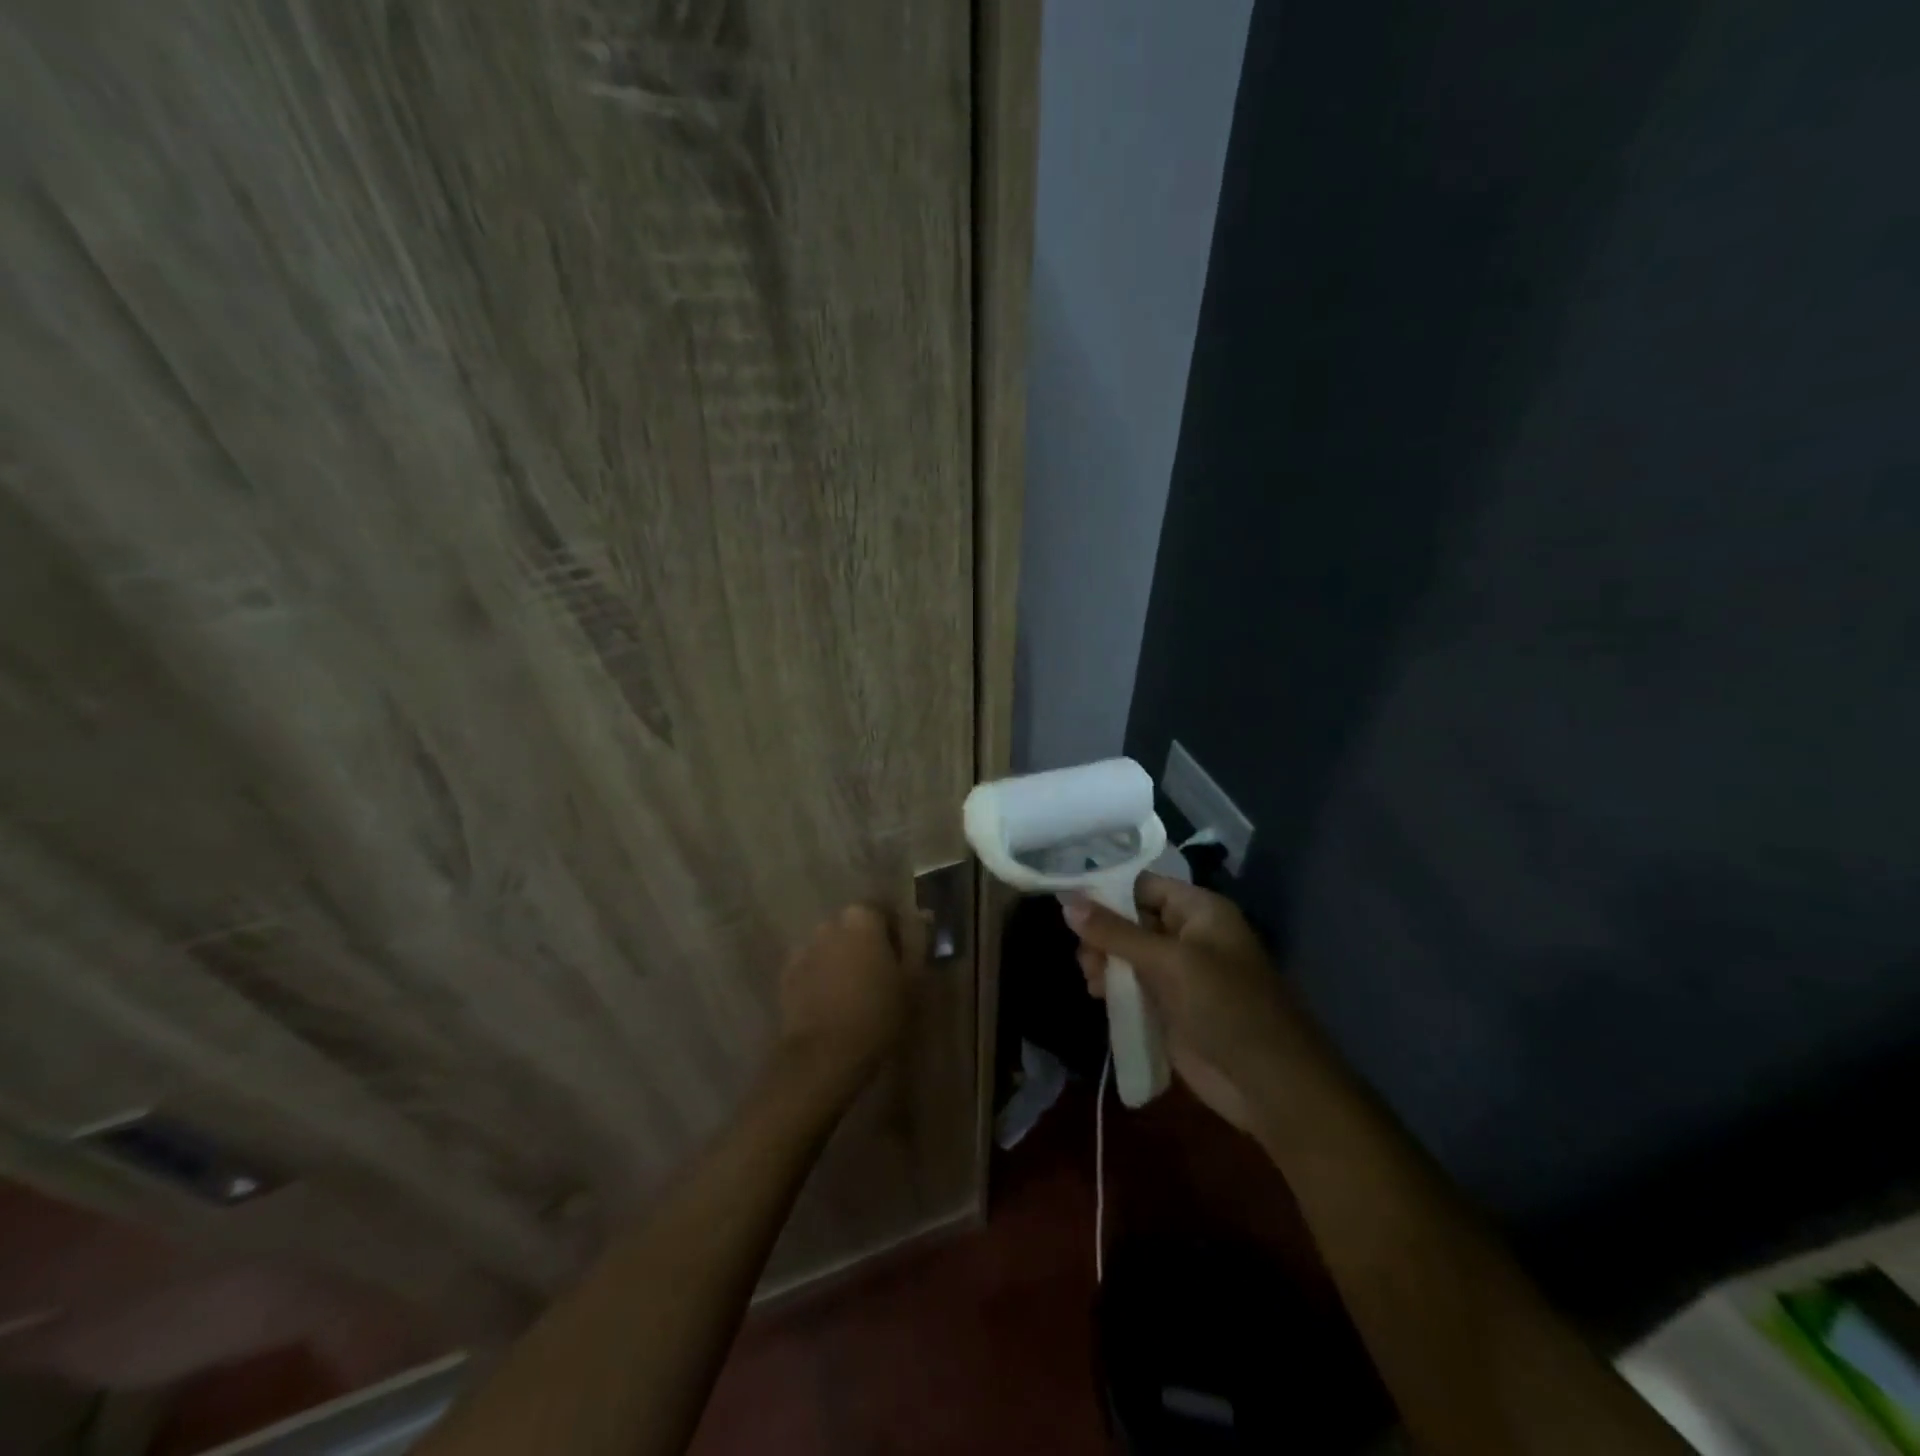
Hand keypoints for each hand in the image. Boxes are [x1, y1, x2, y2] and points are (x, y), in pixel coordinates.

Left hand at [776, 904, 914, 1092]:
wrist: (824, 1055)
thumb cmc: (877, 1013)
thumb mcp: (912, 980)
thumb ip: (916, 944)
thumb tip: (919, 922)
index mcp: (862, 917)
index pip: (884, 911)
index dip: (897, 933)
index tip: (904, 957)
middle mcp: (830, 924)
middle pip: (855, 927)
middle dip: (867, 944)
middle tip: (882, 975)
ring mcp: (804, 948)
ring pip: (832, 947)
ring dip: (843, 960)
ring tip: (855, 992)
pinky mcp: (786, 975)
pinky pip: (812, 968)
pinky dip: (822, 978)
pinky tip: (832, 1004)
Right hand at [1064, 875, 1303, 1131]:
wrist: (1269, 1085)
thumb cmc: (1226, 1007)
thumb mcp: (1169, 963)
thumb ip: (1116, 933)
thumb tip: (1067, 903)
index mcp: (1199, 911)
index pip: (1143, 886)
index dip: (1106, 892)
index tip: (1067, 904)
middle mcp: (1188, 935)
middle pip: (1131, 919)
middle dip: (1102, 932)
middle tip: (1083, 954)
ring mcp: (1179, 973)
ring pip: (1128, 954)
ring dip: (1104, 961)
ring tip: (1090, 979)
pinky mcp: (1170, 1007)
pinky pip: (1133, 986)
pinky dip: (1113, 987)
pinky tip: (1096, 995)